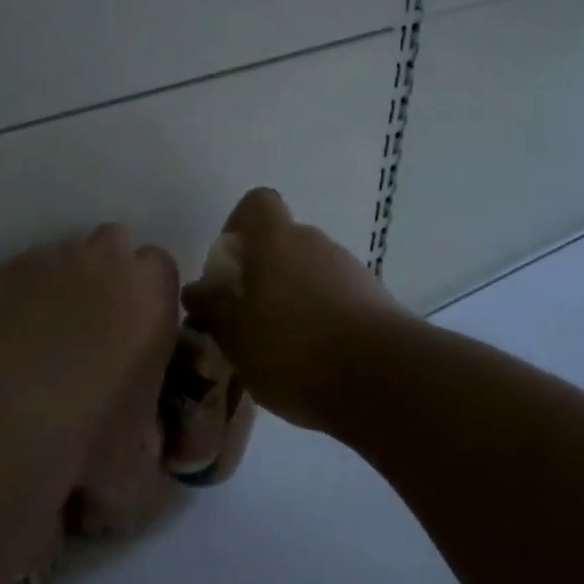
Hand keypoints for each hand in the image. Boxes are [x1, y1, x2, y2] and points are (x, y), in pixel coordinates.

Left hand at [0, 224, 180, 490]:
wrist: (2, 414)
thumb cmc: (88, 435)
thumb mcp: (138, 469)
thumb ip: (151, 460)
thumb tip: (144, 466)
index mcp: (151, 295)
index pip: (162, 267)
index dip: (152, 295)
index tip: (140, 329)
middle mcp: (104, 262)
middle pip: (115, 244)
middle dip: (110, 273)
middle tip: (98, 325)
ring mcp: (50, 259)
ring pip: (66, 256)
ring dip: (65, 283)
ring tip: (46, 336)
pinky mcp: (4, 270)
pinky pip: (23, 273)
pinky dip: (23, 295)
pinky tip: (10, 337)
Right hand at [181, 188, 400, 432]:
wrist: (386, 380)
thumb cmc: (294, 349)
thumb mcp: (235, 335)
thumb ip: (212, 308)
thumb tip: (197, 289)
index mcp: (277, 240)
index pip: (257, 203)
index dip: (238, 224)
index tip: (228, 264)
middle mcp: (316, 244)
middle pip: (282, 242)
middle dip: (261, 273)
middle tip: (245, 317)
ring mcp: (351, 272)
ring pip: (309, 273)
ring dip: (292, 299)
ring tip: (278, 349)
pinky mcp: (377, 303)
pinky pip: (336, 300)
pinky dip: (321, 320)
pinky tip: (313, 362)